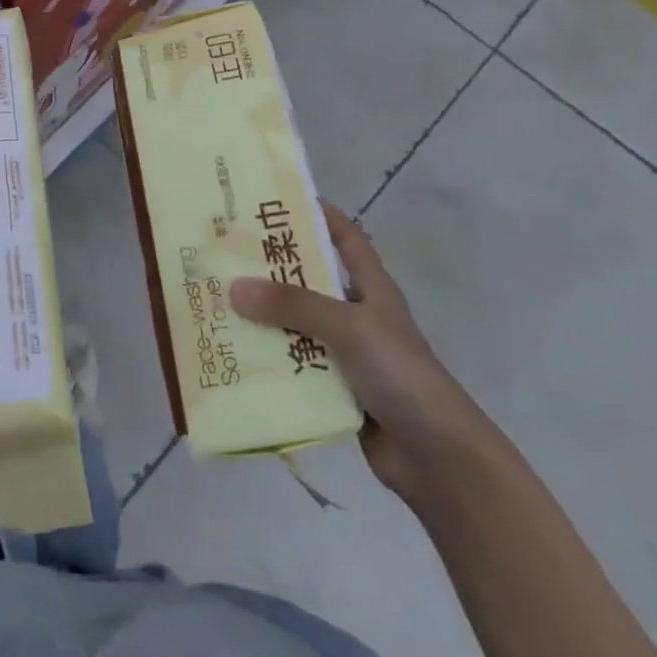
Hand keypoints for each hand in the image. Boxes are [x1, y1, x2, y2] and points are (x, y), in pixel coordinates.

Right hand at [232, 201, 489, 501]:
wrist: (438, 458)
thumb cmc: (401, 374)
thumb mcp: (350, 327)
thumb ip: (294, 305)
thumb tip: (235, 286)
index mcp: (371, 288)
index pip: (346, 237)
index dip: (319, 214)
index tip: (276, 198)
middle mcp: (357, 314)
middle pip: (310, 280)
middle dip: (272, 267)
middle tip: (226, 251)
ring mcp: (346, 353)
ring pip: (296, 324)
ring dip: (264, 316)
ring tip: (217, 300)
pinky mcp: (334, 387)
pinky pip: (293, 364)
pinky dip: (268, 358)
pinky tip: (234, 352)